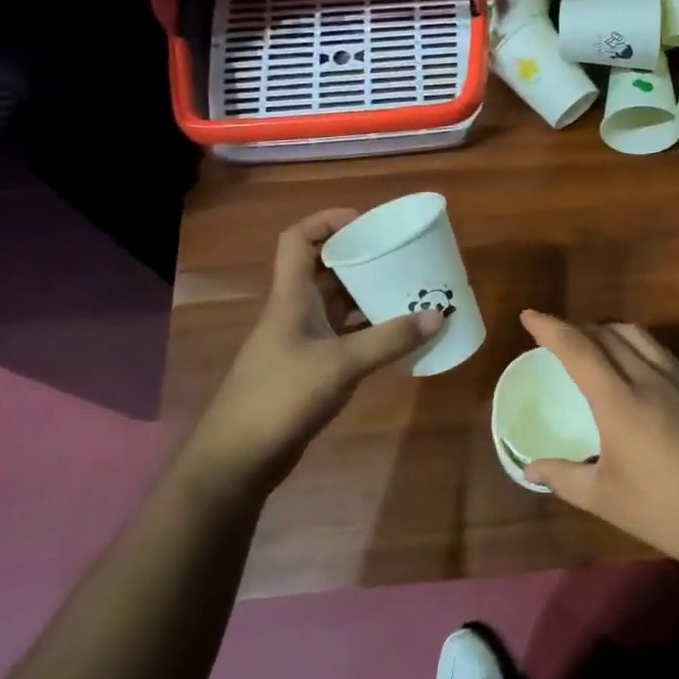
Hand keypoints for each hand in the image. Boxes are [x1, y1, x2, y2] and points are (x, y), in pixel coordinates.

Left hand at [189, 210, 440, 488]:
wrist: (239, 457)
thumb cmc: (281, 396)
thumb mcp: (341, 364)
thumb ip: (389, 339)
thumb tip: (439, 315)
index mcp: (291, 297)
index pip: (298, 239)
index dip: (327, 221)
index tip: (366, 221)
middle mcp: (296, 311)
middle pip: (326, 269)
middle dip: (361, 257)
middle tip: (401, 255)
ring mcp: (302, 340)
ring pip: (338, 303)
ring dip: (368, 294)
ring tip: (408, 289)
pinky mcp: (310, 367)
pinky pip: (344, 334)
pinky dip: (369, 329)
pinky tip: (398, 334)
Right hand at [520, 311, 678, 577]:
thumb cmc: (669, 511)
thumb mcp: (607, 500)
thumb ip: (564, 478)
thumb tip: (529, 468)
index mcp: (620, 403)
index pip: (579, 350)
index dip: (551, 328)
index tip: (529, 316)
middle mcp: (648, 380)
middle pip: (607, 335)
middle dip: (576, 328)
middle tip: (553, 338)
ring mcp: (677, 382)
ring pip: (636, 335)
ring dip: (607, 330)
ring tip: (589, 344)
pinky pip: (657, 350)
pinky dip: (633, 342)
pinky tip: (631, 363)